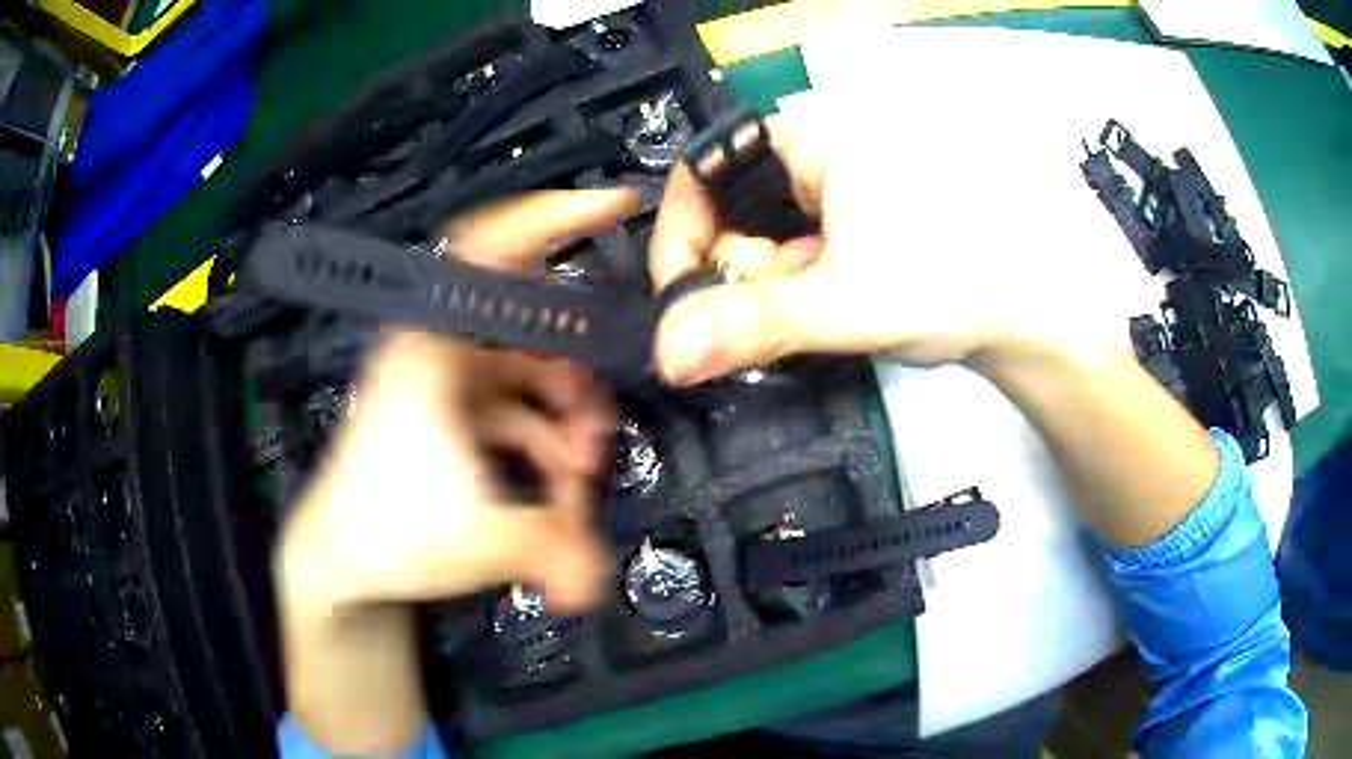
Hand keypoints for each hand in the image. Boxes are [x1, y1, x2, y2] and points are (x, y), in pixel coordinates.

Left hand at [280, 189, 637, 615]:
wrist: (338, 563)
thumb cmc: (385, 534)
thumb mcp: (476, 541)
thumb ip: (555, 552)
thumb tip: (603, 581)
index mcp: (430, 347)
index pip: (488, 245)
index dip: (552, 214)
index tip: (614, 205)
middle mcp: (437, 348)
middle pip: (529, 321)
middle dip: (577, 370)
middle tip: (598, 429)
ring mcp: (444, 379)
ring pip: (527, 366)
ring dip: (564, 412)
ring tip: (578, 470)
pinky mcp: (449, 410)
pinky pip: (513, 403)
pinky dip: (543, 435)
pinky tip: (553, 483)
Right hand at [649, 111, 1116, 384]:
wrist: (1029, 312)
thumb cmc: (953, 282)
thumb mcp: (845, 302)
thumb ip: (752, 327)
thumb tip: (666, 355)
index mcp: (813, 138)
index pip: (706, 166)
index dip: (682, 230)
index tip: (682, 294)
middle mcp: (820, 151)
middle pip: (730, 206)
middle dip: (735, 270)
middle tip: (764, 317)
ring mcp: (839, 187)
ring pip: (763, 234)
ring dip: (767, 286)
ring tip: (813, 314)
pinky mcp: (855, 219)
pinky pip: (795, 248)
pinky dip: (794, 286)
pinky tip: (824, 309)